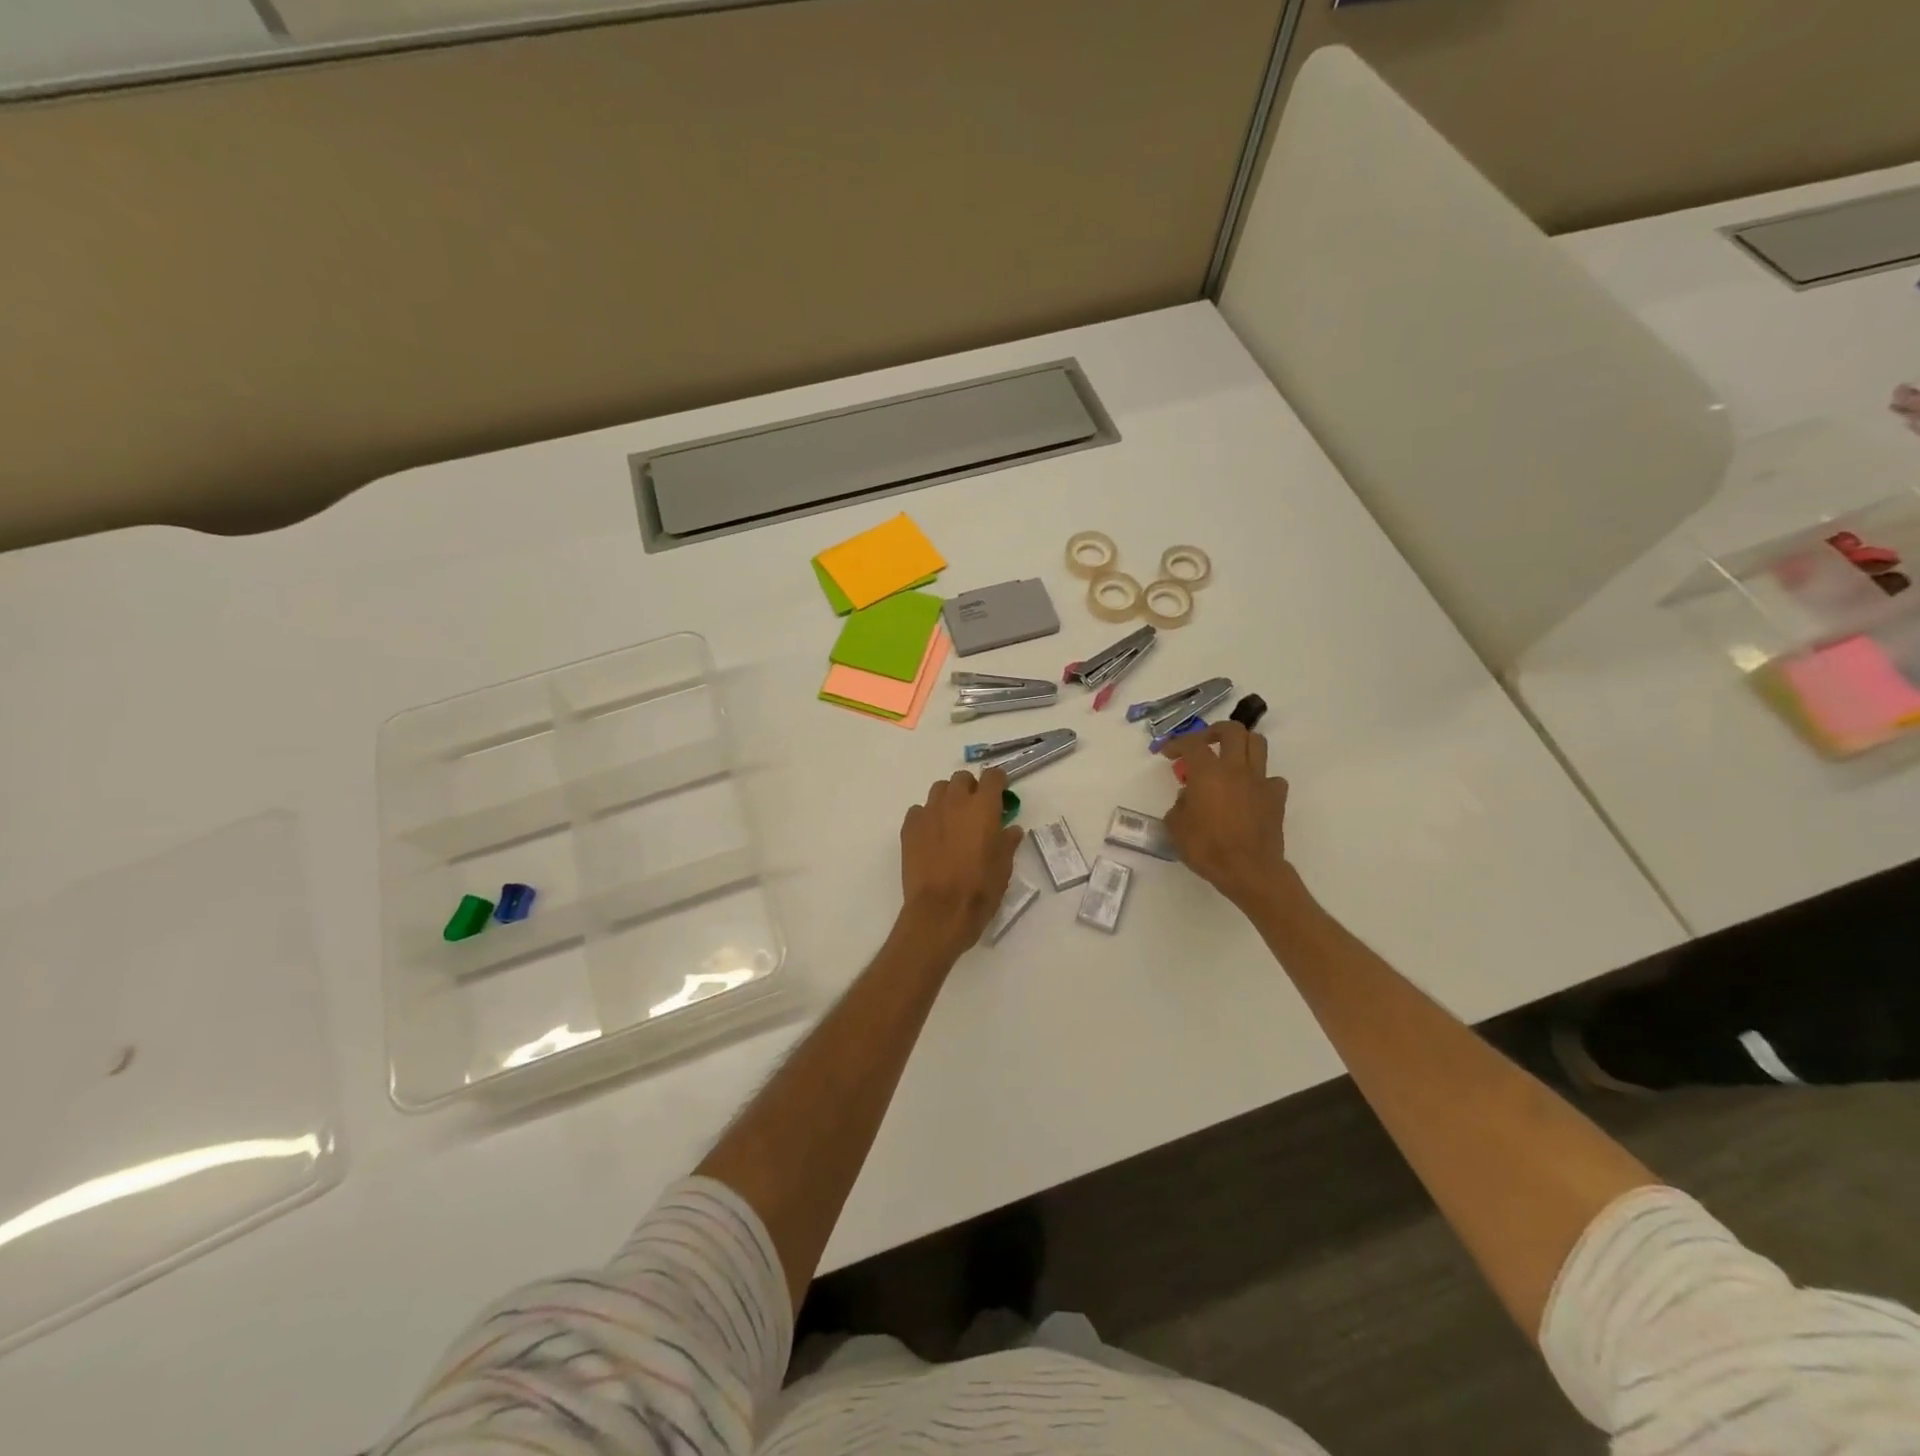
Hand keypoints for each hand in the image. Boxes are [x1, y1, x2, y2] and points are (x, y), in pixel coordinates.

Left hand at [898, 768, 1023, 961]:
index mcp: (983, 807)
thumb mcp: (1004, 866)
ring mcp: (929, 812)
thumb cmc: (980, 888)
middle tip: (976, 808)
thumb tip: (1011, 829)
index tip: (1001, 793)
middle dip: (970, 788)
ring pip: (938, 790)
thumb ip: (1007, 842)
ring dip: (948, 798)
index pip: (992, 776)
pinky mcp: (909, 827)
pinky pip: (919, 811)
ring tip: (952, 820)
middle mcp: (955, 802)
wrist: (940, 911)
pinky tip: (931, 835)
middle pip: (962, 778)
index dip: (998, 782)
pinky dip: (927, 816)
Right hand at [1159, 722, 1290, 909]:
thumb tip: (1189, 797)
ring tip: (1229, 758)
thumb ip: (1179, 805)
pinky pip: (1271, 778)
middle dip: (1214, 731)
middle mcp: (1235, 769)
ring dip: (1241, 745)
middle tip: (1203, 744)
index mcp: (1208, 772)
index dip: (1176, 743)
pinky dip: (1260, 779)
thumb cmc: (1207, 848)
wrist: (1249, 870)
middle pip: (1232, 730)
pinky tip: (1249, 792)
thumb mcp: (1176, 827)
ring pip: (1257, 744)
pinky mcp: (1276, 798)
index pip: (1191, 744)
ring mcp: (1260, 781)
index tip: (1167, 753)